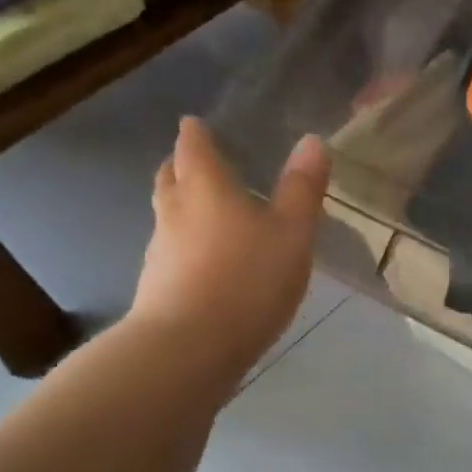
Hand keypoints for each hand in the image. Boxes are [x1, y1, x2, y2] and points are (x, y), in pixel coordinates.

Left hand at [127, 118, 329, 395]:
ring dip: (182, 206)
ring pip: (168, 215)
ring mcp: (161, 250)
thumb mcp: (292, 233)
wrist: (191, 346)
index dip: (196, 134)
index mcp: (206, 187)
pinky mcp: (158, 285)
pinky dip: (186, 244)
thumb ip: (302, 189)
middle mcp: (175, 211)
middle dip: (182, 165)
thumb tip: (313, 141)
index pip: (194, 147)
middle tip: (196, 161)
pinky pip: (172, 251)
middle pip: (171, 177)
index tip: (197, 125)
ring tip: (206, 210)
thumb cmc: (248, 278)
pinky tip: (205, 261)